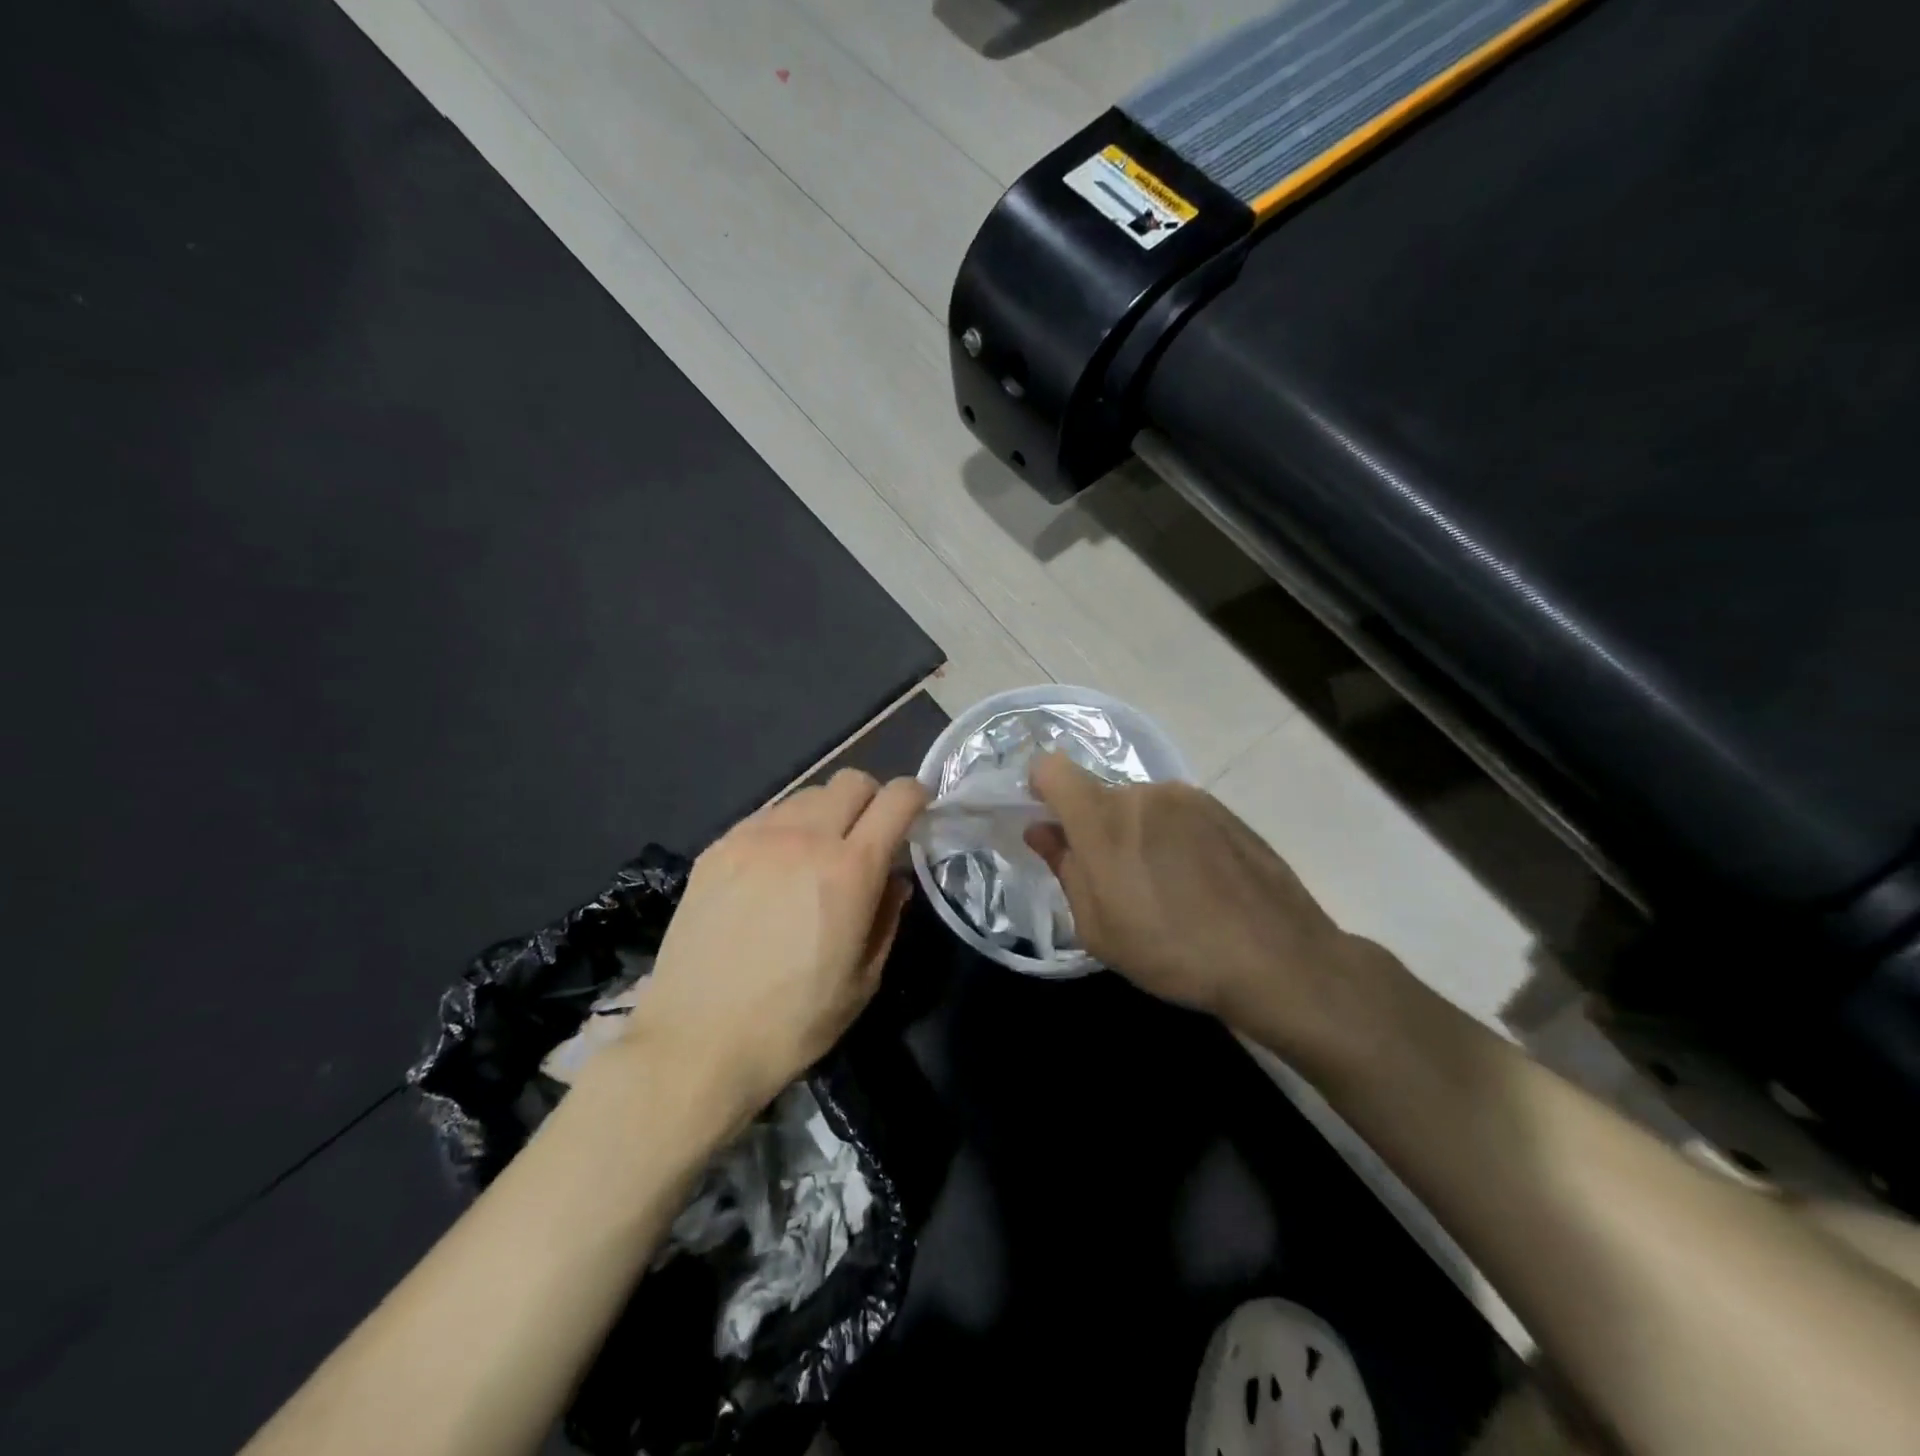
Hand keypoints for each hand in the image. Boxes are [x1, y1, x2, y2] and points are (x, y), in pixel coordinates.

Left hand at [631, 769, 926, 1122]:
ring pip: (807, 794)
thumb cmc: (792, 1023)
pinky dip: (785, 828)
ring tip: (815, 855)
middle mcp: (804, 838)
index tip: (918, 813)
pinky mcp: (718, 848)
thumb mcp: (863, 980)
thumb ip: (887, 916)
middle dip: (872, 800)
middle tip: (867, 838)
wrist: (695, 1043)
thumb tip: (893, 878)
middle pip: (852, 781)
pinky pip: (766, 815)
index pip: (897, 798)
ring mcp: (755, 838)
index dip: (916, 797)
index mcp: (850, 870)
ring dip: (826, 813)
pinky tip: (774, 869)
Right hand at [1026, 751, 1384, 1063]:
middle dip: (1096, 828)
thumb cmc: (1172, 951)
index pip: (1052, 769)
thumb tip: (1042, 830)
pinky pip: (1179, 814)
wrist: (1277, 959)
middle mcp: (1145, 792)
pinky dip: (1173, 838)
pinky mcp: (1225, 810)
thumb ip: (1064, 869)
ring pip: (1142, 806)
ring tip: (1165, 888)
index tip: (1050, 825)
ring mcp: (1190, 798)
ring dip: (1138, 834)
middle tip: (1115, 882)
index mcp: (1104, 817)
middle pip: (1101, 796)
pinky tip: (1199, 883)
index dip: (1041, 788)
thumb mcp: (1098, 928)